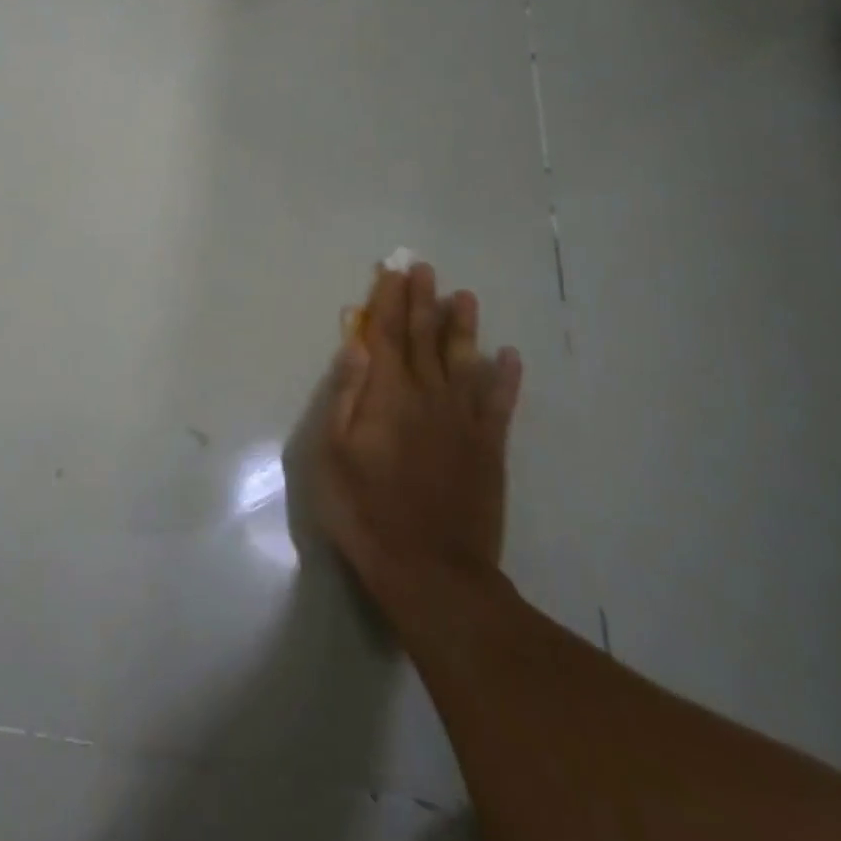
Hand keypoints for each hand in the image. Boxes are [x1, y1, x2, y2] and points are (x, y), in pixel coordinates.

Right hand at [312, 261, 521, 610]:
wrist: (431, 571)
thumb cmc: (365, 511)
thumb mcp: (331, 453)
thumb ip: (345, 395)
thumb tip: (356, 346)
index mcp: (388, 396)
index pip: (385, 335)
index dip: (387, 301)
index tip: (391, 271)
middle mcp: (428, 397)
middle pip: (423, 339)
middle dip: (422, 301)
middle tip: (425, 269)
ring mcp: (463, 421)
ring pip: (464, 361)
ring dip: (463, 327)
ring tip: (465, 297)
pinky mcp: (488, 448)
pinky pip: (499, 402)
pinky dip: (505, 377)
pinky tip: (509, 356)